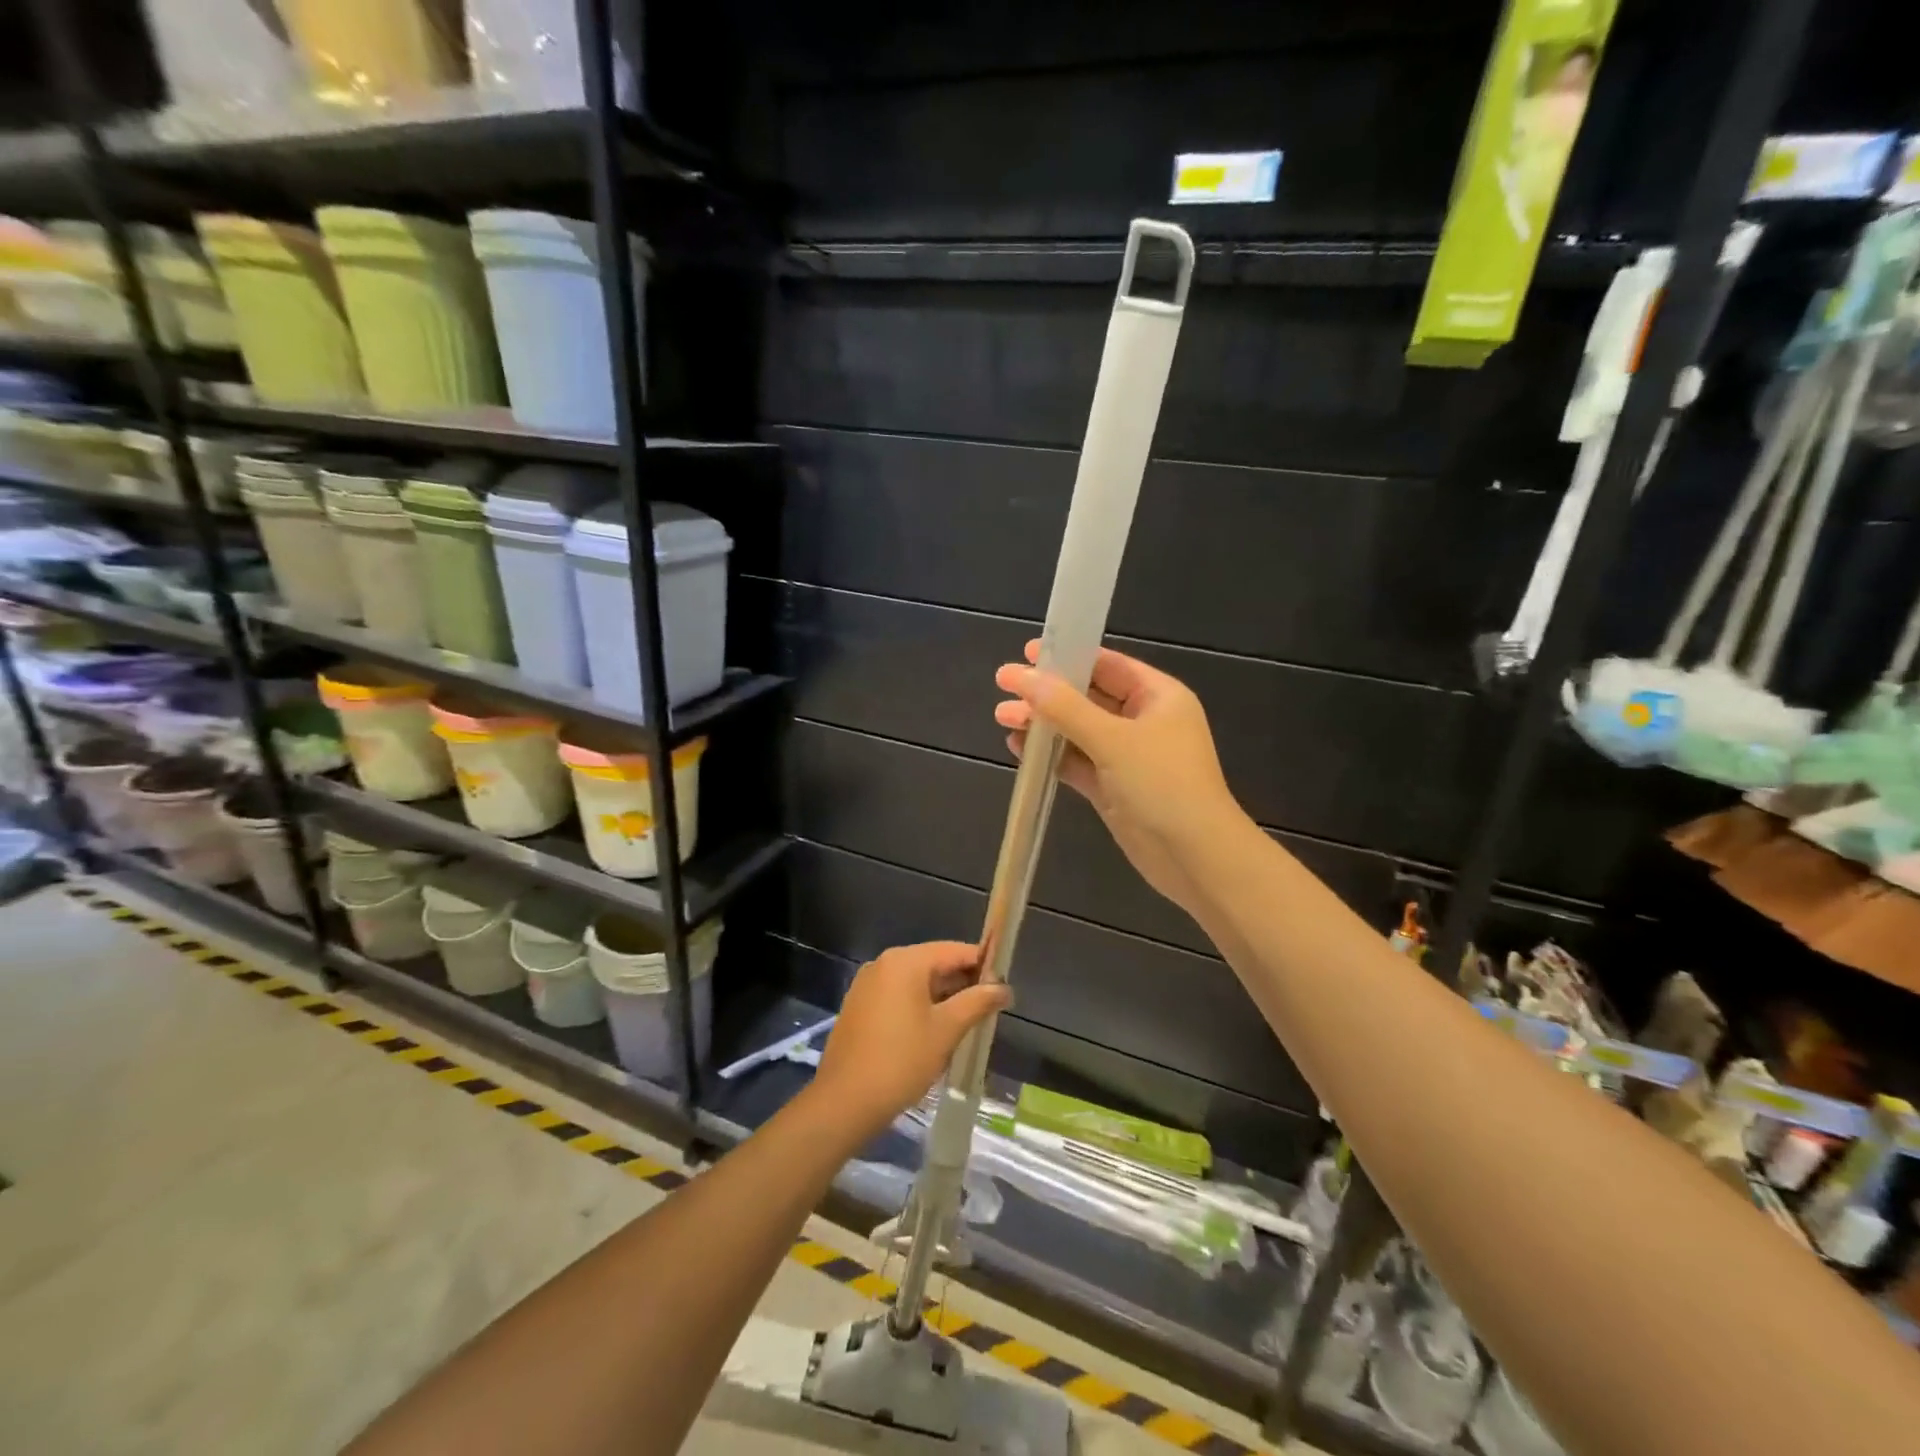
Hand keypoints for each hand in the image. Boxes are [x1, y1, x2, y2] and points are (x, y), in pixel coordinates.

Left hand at [809, 942, 1010, 1141]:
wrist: (844, 1102)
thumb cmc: (901, 1061)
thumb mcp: (946, 1030)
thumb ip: (977, 1002)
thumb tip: (1004, 988)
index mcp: (905, 961)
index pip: (954, 951)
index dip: (983, 965)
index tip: (1003, 985)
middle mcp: (883, 964)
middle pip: (934, 963)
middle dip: (962, 983)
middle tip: (989, 1008)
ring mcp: (867, 985)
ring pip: (916, 982)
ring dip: (942, 998)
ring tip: (967, 1023)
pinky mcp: (859, 1007)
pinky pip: (898, 996)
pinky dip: (919, 1007)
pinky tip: (935, 1032)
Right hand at [994, 641, 1241, 914]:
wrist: (1194, 857)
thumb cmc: (1162, 784)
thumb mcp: (1112, 739)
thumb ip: (1064, 707)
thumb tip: (1021, 676)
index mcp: (1158, 696)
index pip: (1107, 665)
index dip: (1068, 657)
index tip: (1027, 653)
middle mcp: (1144, 721)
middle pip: (1088, 697)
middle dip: (1047, 694)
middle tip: (1003, 687)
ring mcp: (1128, 757)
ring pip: (1078, 731)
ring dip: (1044, 724)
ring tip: (1003, 717)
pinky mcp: (1113, 787)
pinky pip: (1077, 762)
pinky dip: (1051, 755)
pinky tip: (1019, 748)